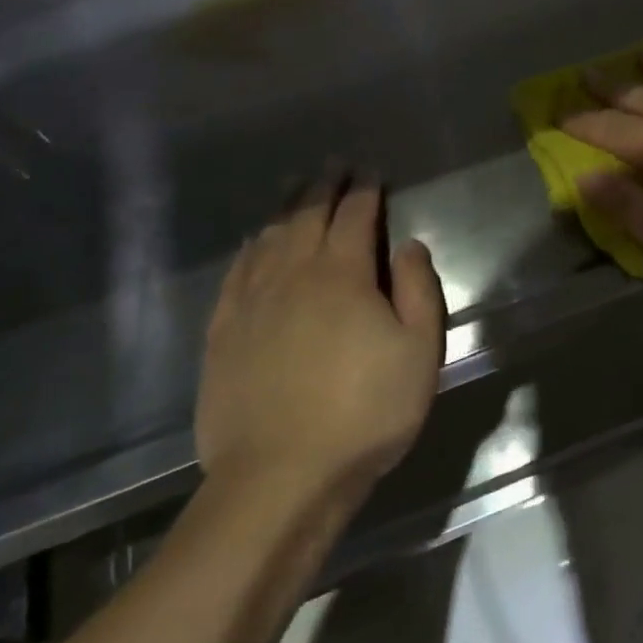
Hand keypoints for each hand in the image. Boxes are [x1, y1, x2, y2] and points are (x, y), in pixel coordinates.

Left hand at [197, 171, 446, 502]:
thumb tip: (408, 245)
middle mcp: (292, 274)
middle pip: (307, 216)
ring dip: (287, 208)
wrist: (280, 476)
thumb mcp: (419, 353)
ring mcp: (251, 301)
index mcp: (342, 275)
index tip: (371, 173)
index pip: (354, 216)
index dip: (365, 191)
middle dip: (324, 186)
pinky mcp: (223, 331)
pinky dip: (251, 248)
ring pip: (269, 237)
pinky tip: (255, 243)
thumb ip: (418, 291)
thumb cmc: (365, 413)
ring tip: (296, 189)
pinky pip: (237, 272)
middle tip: (334, 166)